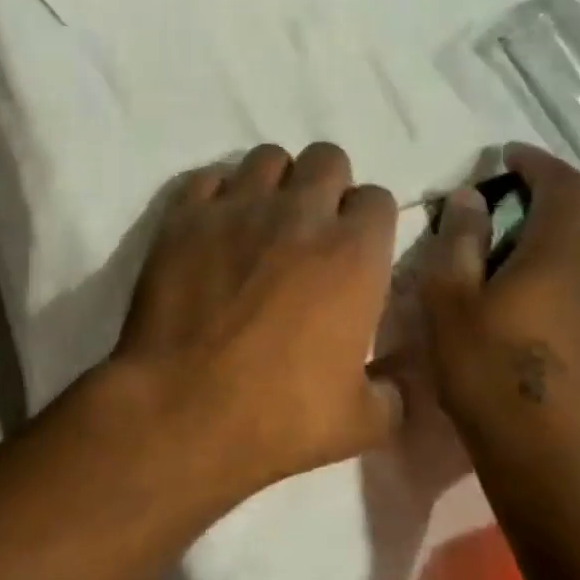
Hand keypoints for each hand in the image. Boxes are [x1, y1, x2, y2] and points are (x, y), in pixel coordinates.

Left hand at [112, 143, 402, 491]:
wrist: (181, 411)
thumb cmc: (279, 417)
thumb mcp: (362, 422)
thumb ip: (394, 393)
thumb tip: (399, 383)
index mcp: (354, 253)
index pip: (377, 198)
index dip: (368, 221)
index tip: (355, 250)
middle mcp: (300, 214)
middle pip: (327, 158)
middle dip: (326, 186)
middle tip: (310, 229)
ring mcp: (238, 208)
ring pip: (268, 157)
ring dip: (274, 182)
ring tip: (261, 220)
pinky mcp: (185, 217)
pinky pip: (210, 177)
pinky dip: (218, 193)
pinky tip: (214, 226)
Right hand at [419, 145, 579, 466]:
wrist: (551, 457)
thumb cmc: (489, 374)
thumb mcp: (449, 302)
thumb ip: (459, 242)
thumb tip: (472, 196)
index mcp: (560, 252)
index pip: (563, 185)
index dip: (538, 162)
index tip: (510, 156)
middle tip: (543, 205)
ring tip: (574, 248)